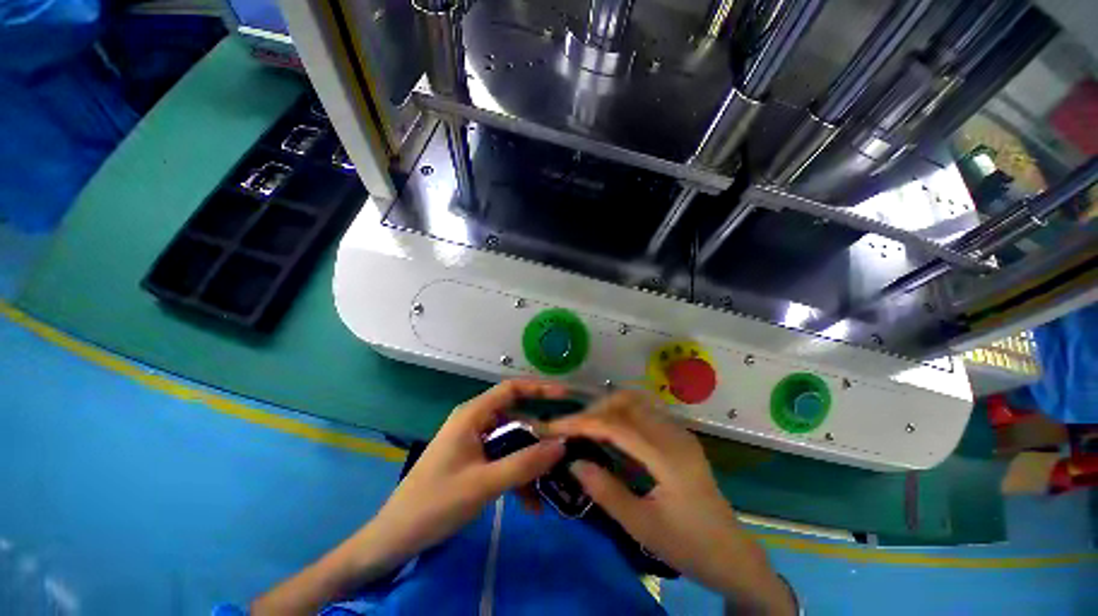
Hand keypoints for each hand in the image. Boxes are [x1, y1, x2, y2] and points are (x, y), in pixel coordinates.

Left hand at [363, 379, 566, 569]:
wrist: (396, 536)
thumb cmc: (436, 503)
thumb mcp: (484, 484)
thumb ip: (524, 464)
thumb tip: (561, 445)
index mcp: (473, 415)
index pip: (511, 389)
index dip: (539, 388)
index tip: (565, 395)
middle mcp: (476, 422)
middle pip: (517, 419)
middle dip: (540, 439)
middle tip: (564, 454)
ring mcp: (475, 442)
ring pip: (513, 444)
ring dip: (530, 465)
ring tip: (549, 490)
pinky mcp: (474, 460)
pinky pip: (503, 460)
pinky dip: (517, 478)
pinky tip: (530, 505)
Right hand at [546, 390, 795, 614]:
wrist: (733, 555)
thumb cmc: (689, 547)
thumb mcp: (643, 526)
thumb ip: (605, 491)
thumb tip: (573, 461)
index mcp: (668, 456)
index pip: (616, 425)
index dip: (582, 422)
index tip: (554, 427)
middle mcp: (674, 434)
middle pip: (625, 402)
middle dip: (592, 410)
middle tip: (568, 428)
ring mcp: (679, 431)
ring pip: (634, 402)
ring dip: (605, 408)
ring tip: (583, 427)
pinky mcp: (678, 436)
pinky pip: (643, 412)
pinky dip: (619, 413)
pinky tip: (608, 431)